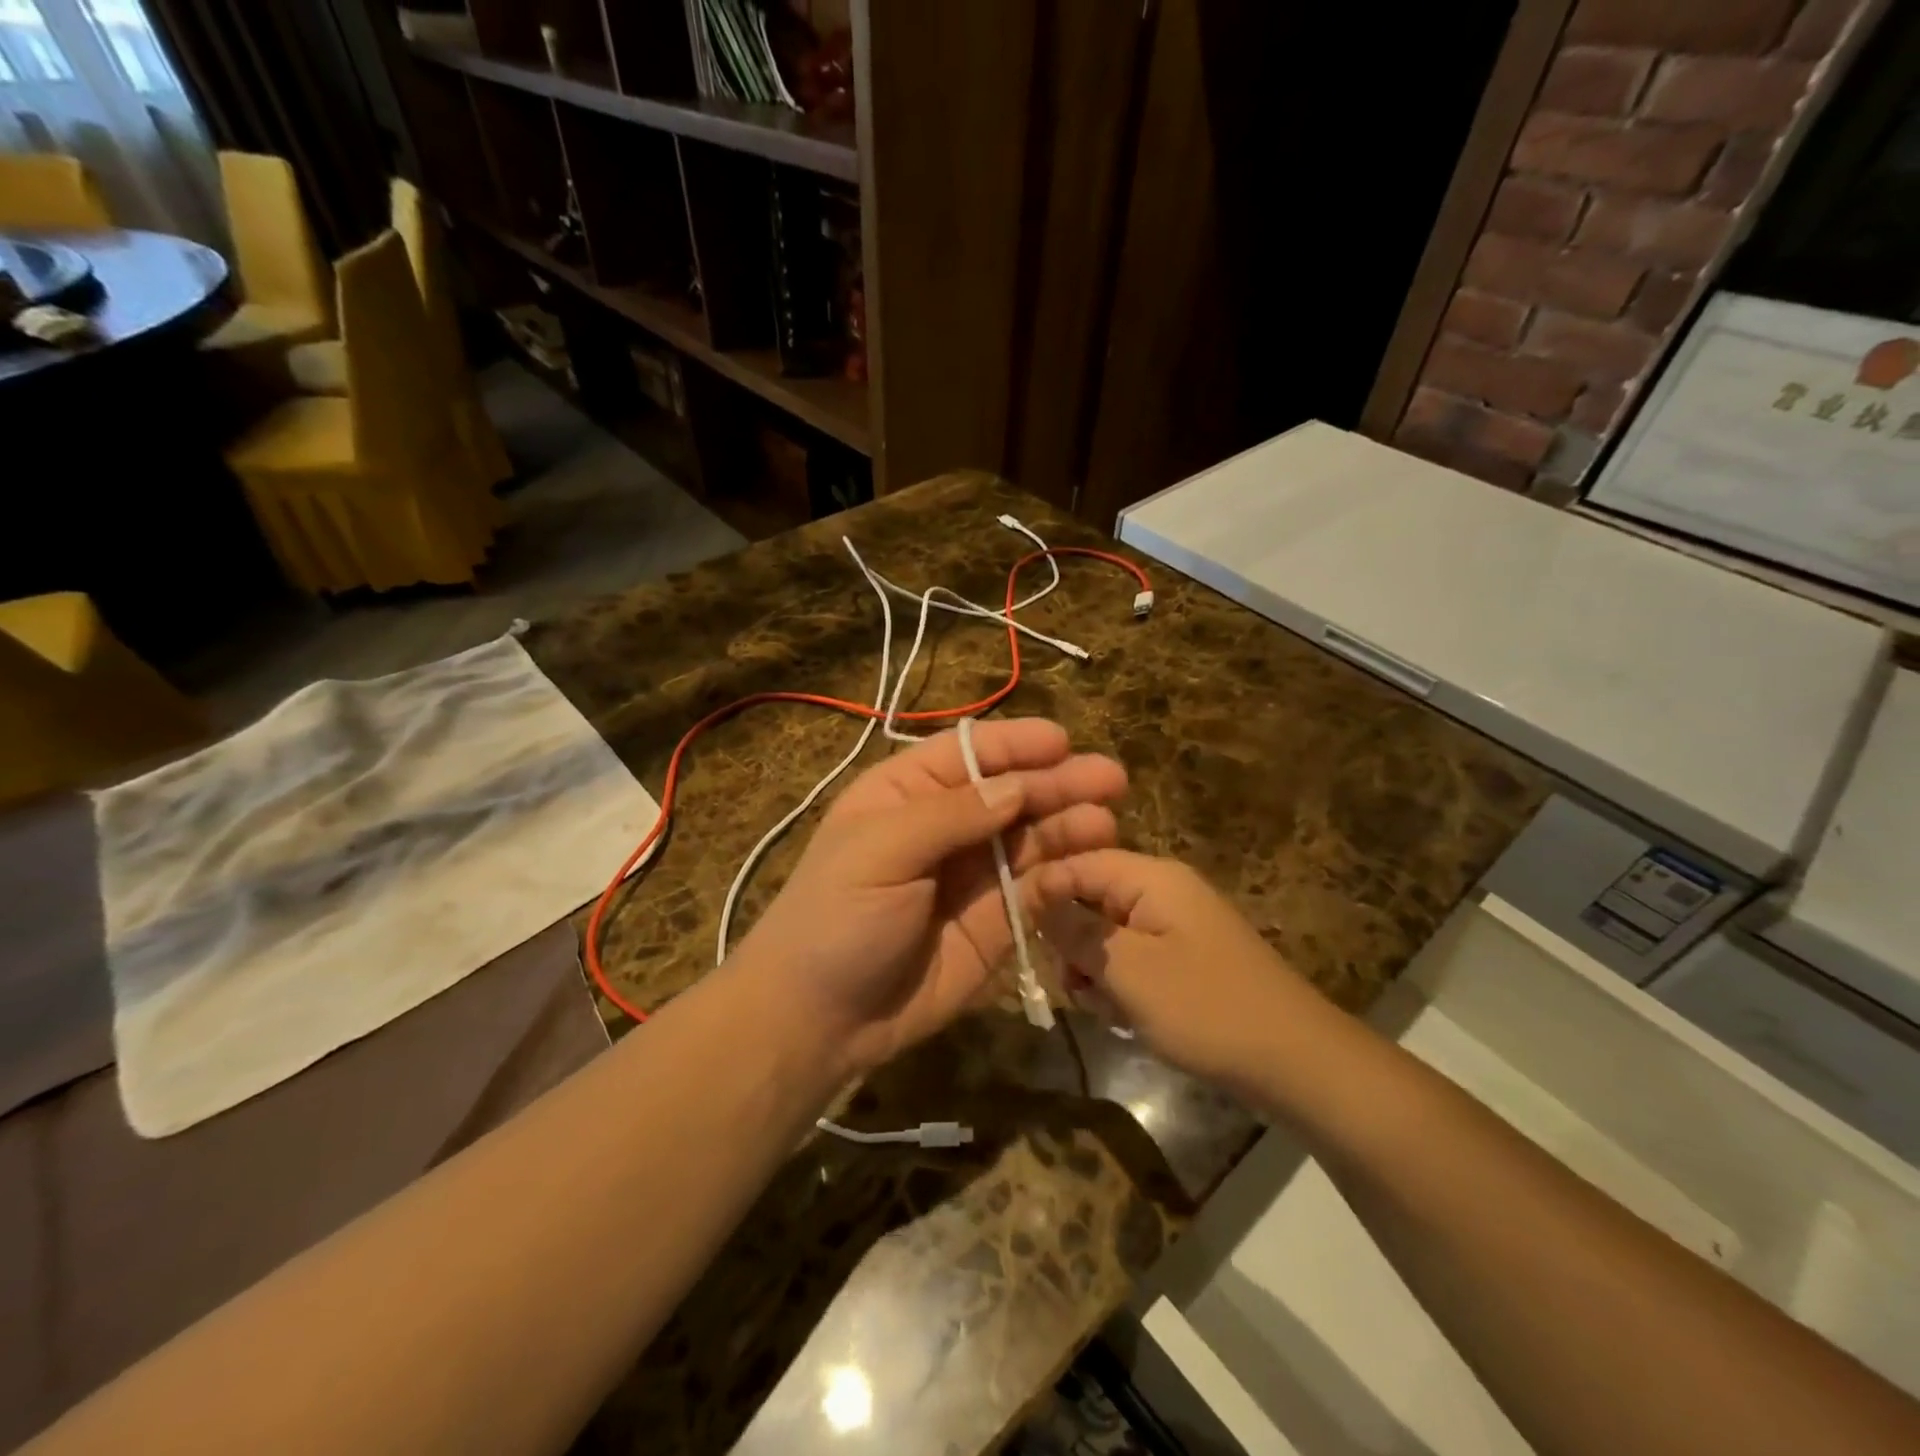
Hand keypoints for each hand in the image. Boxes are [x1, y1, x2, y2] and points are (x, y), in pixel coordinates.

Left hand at [735, 719, 1126, 1076]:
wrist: (820, 1019)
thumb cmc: (836, 917)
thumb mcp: (881, 851)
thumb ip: (952, 815)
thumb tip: (1017, 787)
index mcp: (907, 794)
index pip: (968, 754)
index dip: (1014, 745)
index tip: (1062, 742)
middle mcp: (946, 826)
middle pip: (1011, 793)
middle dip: (1057, 783)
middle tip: (1110, 779)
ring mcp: (973, 874)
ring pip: (1032, 838)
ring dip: (1070, 825)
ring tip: (1107, 820)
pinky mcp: (996, 922)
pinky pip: (1037, 888)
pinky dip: (1065, 873)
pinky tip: (1093, 861)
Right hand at [1025, 851, 1318, 1090]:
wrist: (1296, 1062)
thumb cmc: (1206, 1008)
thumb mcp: (1128, 970)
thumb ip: (1074, 930)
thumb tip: (1030, 897)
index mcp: (1150, 877)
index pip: (1075, 863)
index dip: (1041, 893)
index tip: (1015, 933)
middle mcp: (1161, 890)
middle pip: (1088, 899)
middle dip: (1071, 942)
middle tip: (1074, 985)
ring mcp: (1174, 925)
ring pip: (1105, 935)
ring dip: (1094, 971)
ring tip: (1106, 1009)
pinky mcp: (1182, 958)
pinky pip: (1132, 959)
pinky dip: (1120, 986)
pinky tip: (1126, 1018)